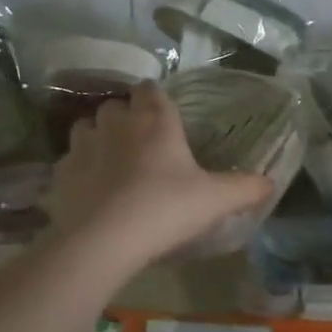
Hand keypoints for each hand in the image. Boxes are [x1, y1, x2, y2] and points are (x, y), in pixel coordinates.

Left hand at [47, 81, 275, 270]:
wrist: (105, 241)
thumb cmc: (166, 209)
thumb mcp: (217, 201)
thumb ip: (246, 188)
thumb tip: (271, 182)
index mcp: (154, 121)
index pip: (151, 90)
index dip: (156, 98)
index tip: (164, 113)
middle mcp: (116, 124)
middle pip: (116, 106)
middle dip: (126, 117)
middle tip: (141, 142)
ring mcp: (82, 147)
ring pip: (86, 128)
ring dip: (98, 138)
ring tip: (112, 161)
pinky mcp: (60, 174)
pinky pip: (68, 162)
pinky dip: (79, 170)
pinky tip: (90, 190)